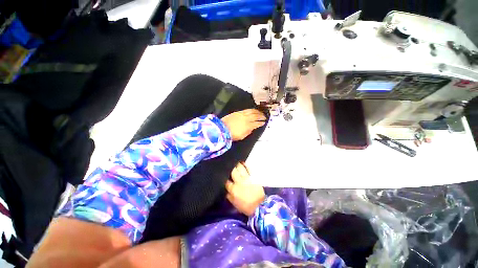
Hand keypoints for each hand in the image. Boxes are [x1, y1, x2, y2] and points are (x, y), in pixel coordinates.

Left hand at [221, 109, 265, 140]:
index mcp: (248, 126)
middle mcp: (246, 119)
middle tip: (264, 116)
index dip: (261, 123)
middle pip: (256, 116)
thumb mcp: (242, 136)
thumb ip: (248, 132)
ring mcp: (242, 114)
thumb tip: (252, 128)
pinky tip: (253, 110)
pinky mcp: (238, 112)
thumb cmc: (232, 134)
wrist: (222, 128)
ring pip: (252, 111)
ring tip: (260, 112)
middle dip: (261, 116)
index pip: (257, 123)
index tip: (264, 122)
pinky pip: (246, 110)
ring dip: (257, 112)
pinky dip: (251, 110)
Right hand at [225, 162, 264, 215]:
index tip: (222, 174)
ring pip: (240, 168)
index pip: (226, 181)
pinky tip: (242, 162)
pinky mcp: (253, 176)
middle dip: (229, 167)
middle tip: (227, 164)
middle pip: (232, 171)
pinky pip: (248, 168)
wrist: (260, 206)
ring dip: (236, 164)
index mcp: (233, 189)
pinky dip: (245, 164)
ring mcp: (246, 178)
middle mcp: (239, 181)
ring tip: (234, 161)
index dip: (223, 176)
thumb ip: (228, 195)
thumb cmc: (246, 206)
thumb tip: (224, 189)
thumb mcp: (234, 204)